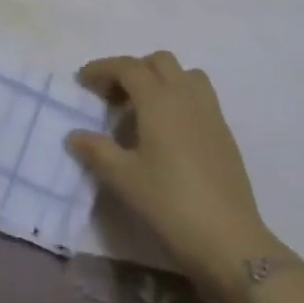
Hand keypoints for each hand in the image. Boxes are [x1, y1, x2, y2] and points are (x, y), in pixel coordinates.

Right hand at [66, 52, 287, 293]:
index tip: (82, 80)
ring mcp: (210, 112)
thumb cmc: (170, 204)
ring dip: (160, 79)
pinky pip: (199, 96)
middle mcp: (186, 95)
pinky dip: (179, 97)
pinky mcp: (224, 132)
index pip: (128, 67)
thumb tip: (74, 135)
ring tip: (142, 108)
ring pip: (184, 74)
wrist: (229, 241)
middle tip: (112, 97)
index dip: (102, 68)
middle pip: (158, 61)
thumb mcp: (124, 179)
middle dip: (132, 70)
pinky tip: (167, 131)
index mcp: (159, 100)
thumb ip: (97, 150)